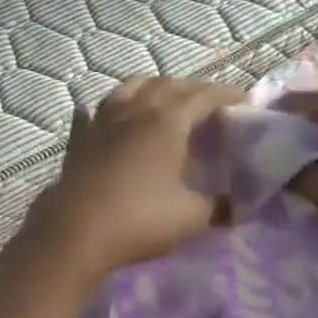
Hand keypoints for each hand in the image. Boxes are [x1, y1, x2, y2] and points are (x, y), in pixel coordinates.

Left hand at [20, 77, 246, 287]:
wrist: (74, 232)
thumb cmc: (139, 219)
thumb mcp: (190, 217)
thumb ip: (217, 208)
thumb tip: (236, 208)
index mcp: (167, 122)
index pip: (203, 97)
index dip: (226, 95)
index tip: (243, 100)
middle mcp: (135, 111)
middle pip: (167, 85)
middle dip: (192, 88)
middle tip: (208, 100)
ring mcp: (102, 122)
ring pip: (129, 88)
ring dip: (152, 87)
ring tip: (163, 96)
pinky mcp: (79, 140)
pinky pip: (92, 114)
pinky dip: (106, 110)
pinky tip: (102, 114)